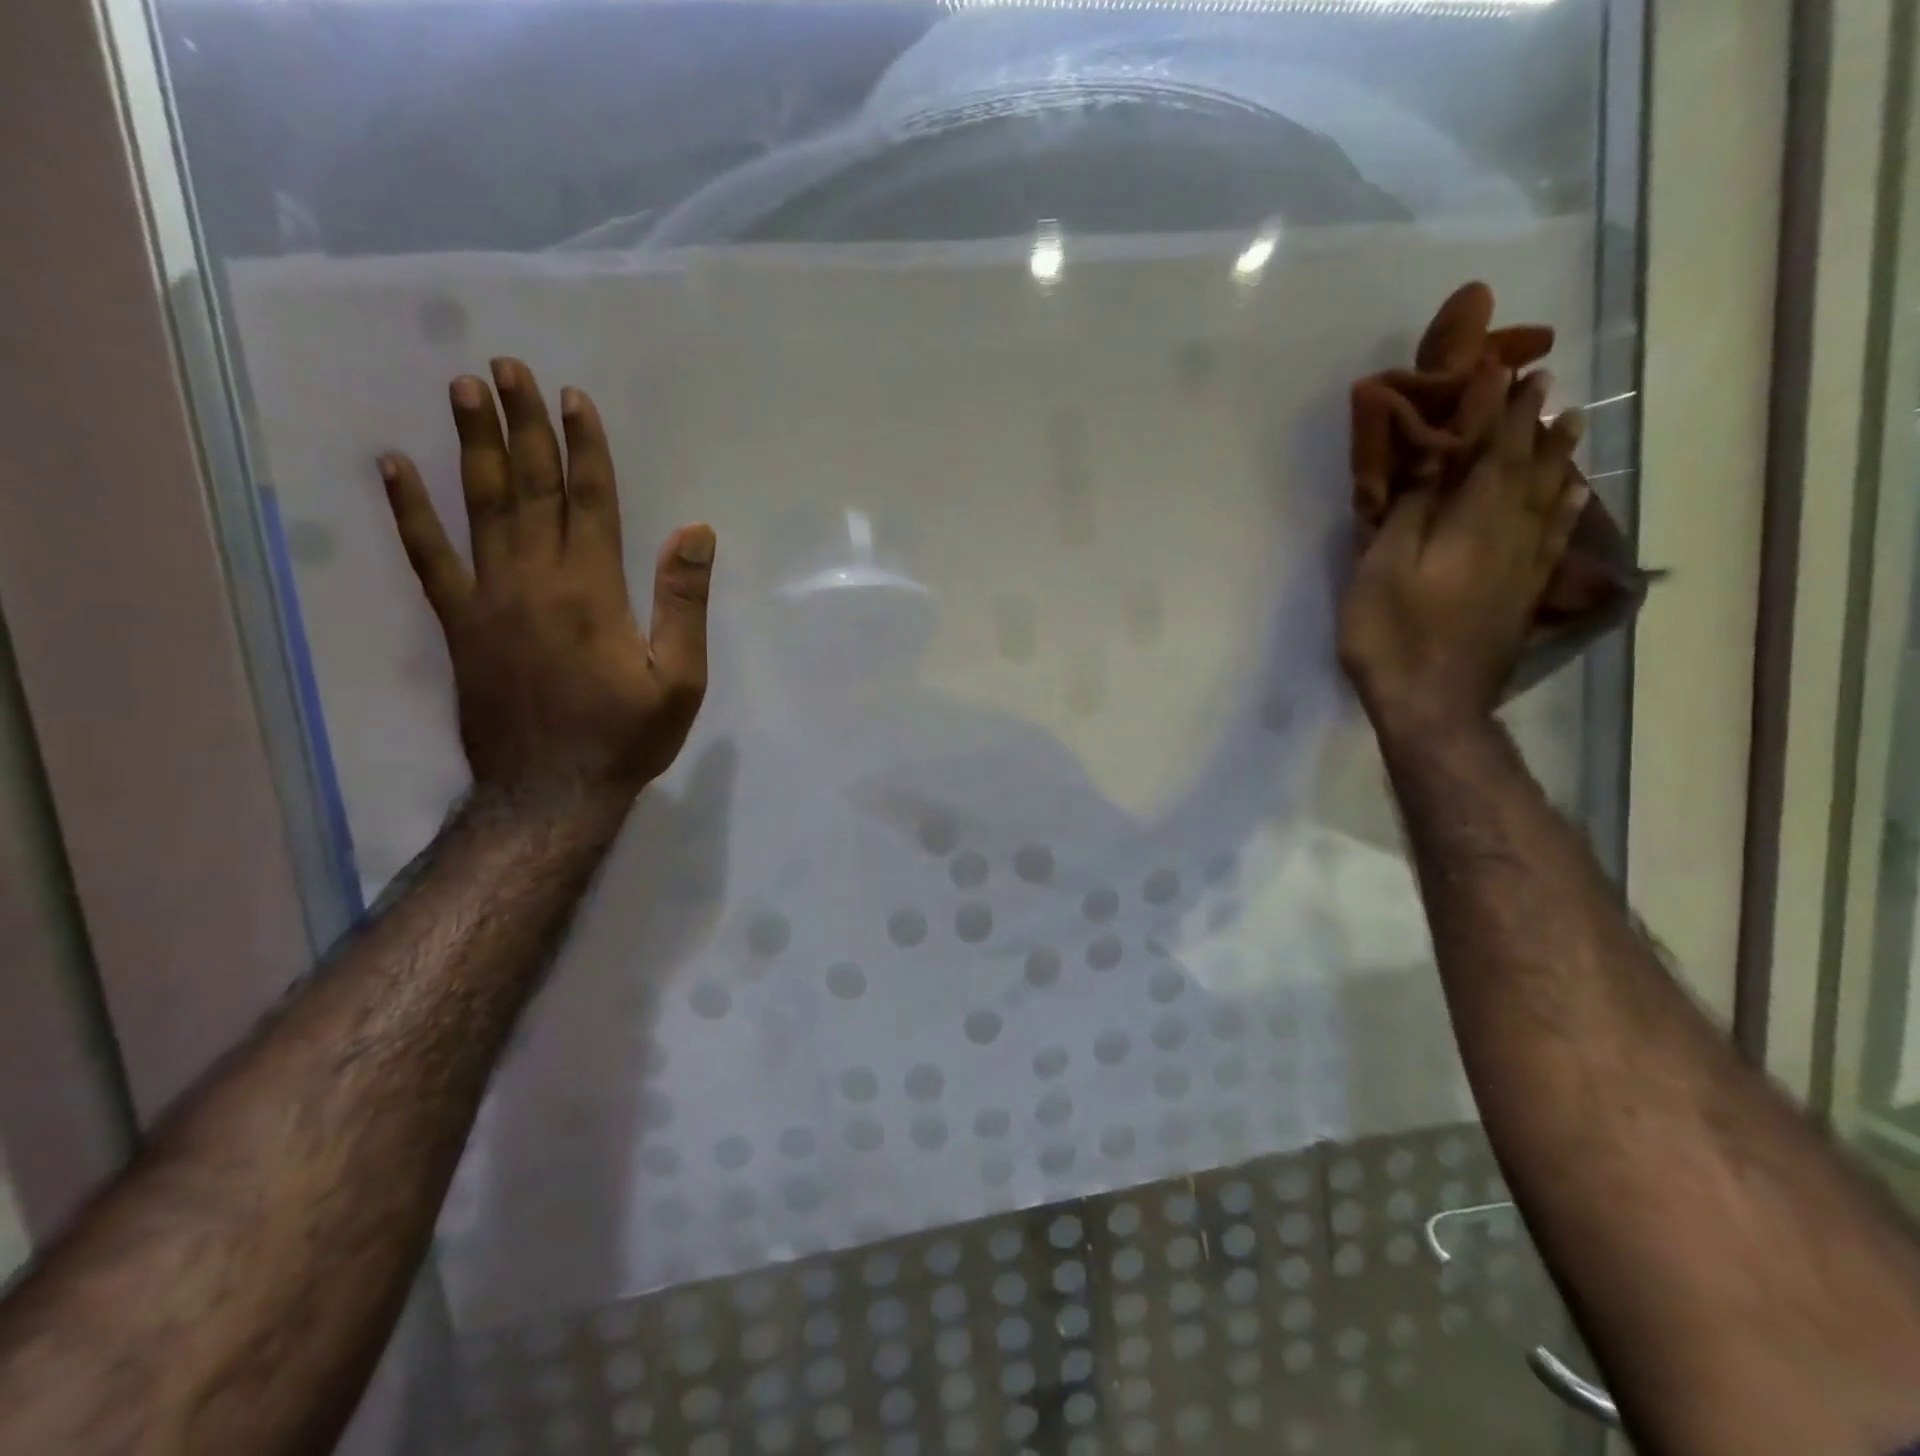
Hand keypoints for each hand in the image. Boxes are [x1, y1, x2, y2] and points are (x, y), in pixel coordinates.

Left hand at [378, 358, 713, 805]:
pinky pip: (429, 559)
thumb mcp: (680, 678)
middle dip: (523, 426)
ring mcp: (489, 599)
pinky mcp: (459, 624)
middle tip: (507, 367)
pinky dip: (409, 512)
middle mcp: (537, 580)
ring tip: (463, 390)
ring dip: (472, 447)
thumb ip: (683, 602)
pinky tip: (393, 468)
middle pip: (531, 489)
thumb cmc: (625, 736)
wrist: (551, 791)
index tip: (573, 398)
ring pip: (480, 508)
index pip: (590, 501)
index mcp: (594, 591)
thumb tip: (695, 531)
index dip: (584, 448)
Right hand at [1338, 370, 1585, 737]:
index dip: (1494, 409)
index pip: (1490, 451)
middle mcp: (1511, 533)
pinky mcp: (1526, 593)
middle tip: (1543, 383)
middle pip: (1528, 467)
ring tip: (1570, 423)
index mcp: (1473, 521)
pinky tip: (1576, 492)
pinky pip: (1558, 535)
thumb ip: (1410, 511)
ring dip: (1558, 456)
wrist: (1433, 705)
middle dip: (1532, 423)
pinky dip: (1568, 505)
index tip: (1501, 367)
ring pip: (1551, 496)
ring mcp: (1524, 565)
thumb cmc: (1393, 635)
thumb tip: (1433, 458)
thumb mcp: (1381, 568)